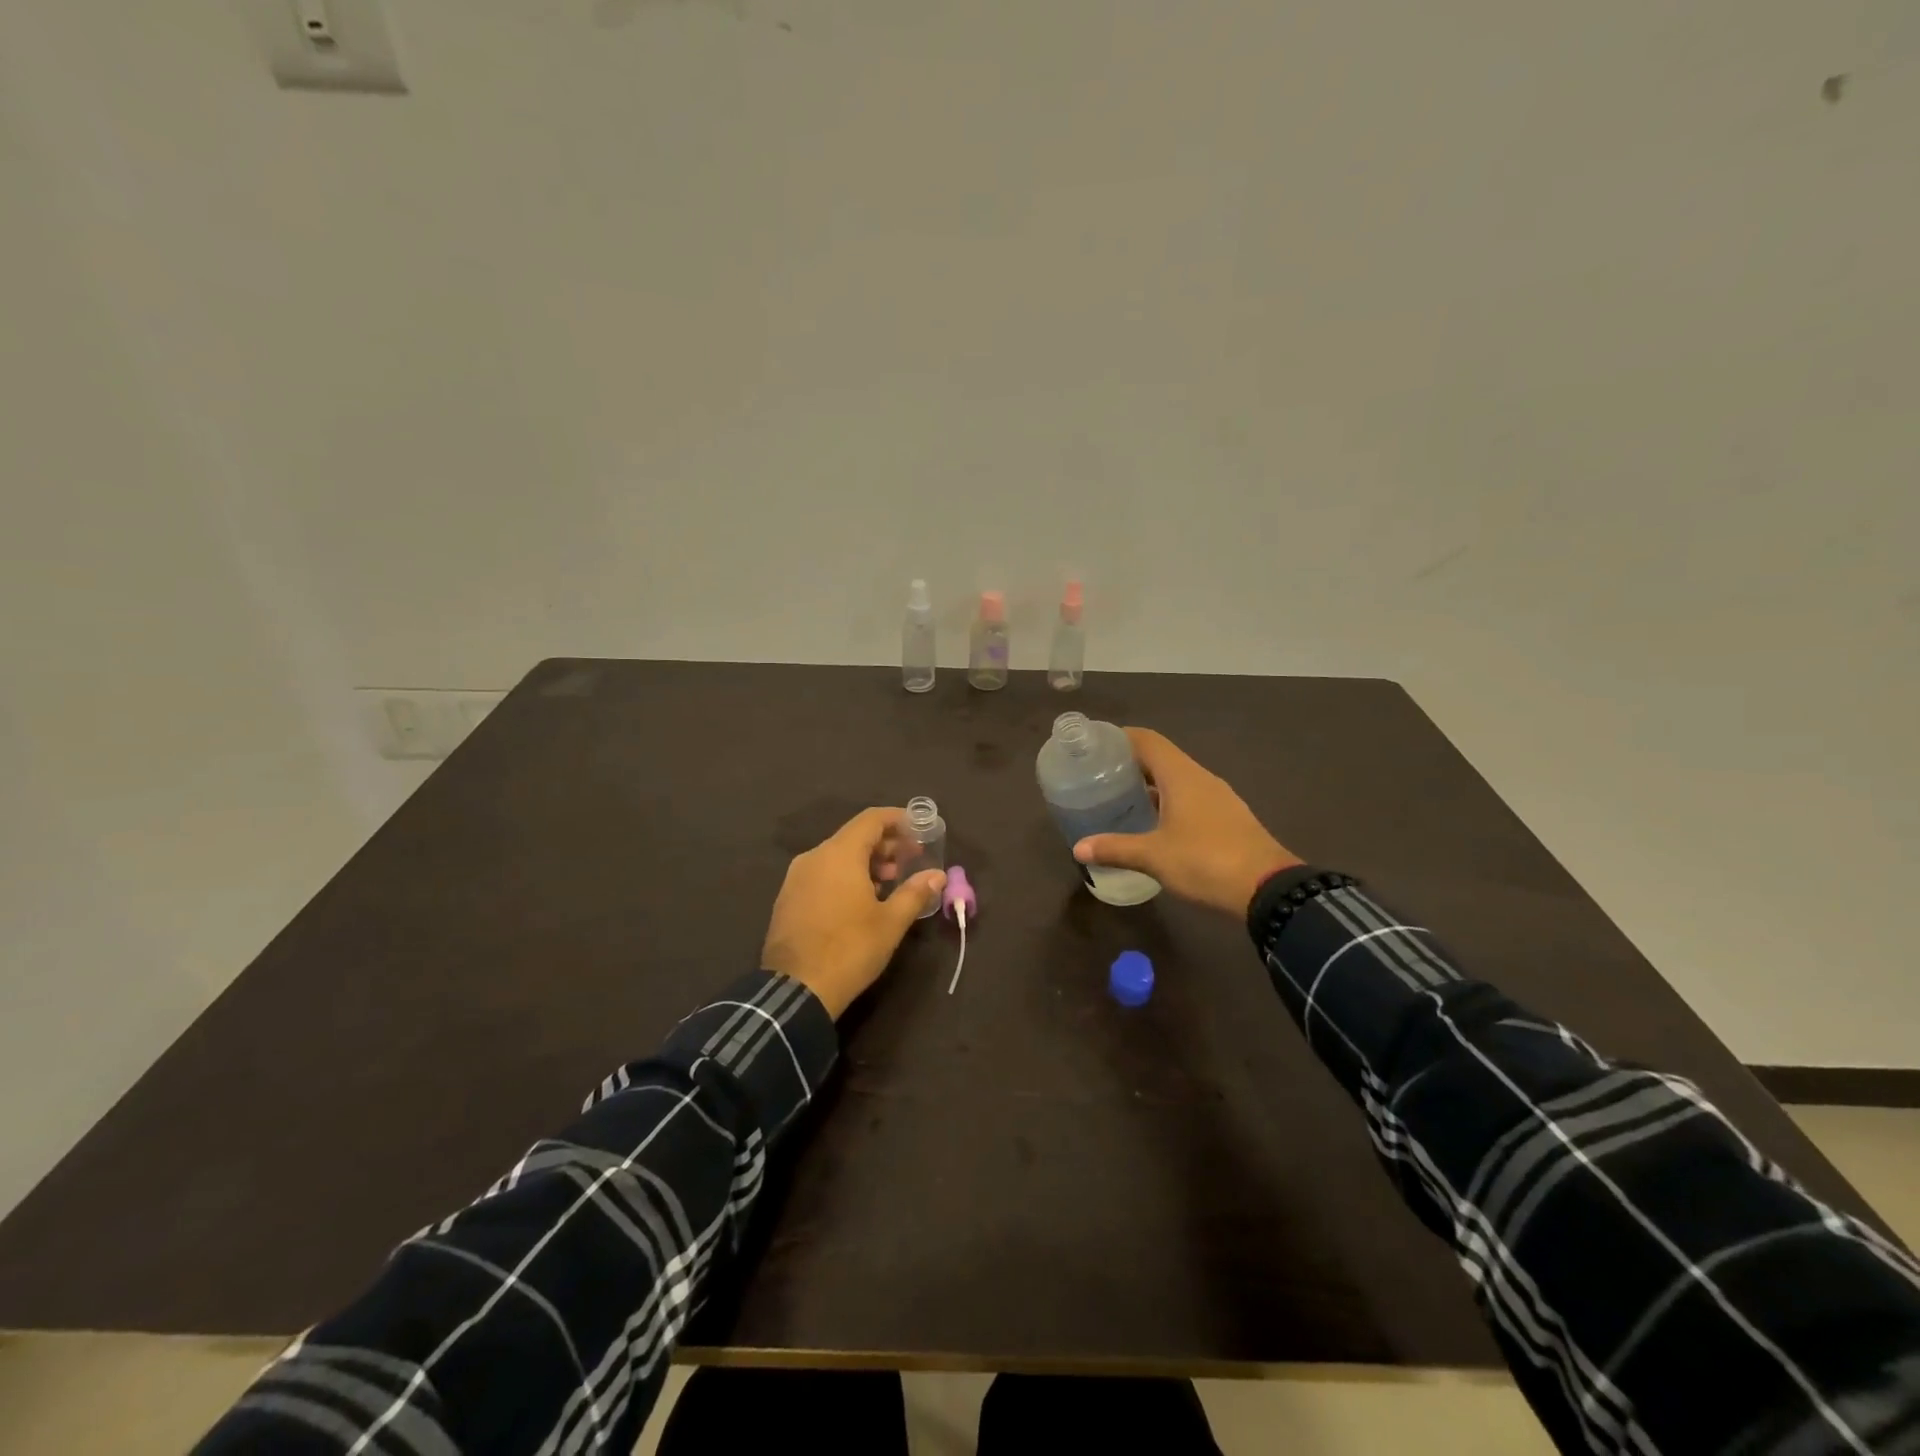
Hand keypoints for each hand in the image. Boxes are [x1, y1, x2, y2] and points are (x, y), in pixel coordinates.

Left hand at [762, 807, 945, 1018]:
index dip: (898, 819)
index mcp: (839, 854)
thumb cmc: (850, 949)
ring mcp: (796, 878)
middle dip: (886, 844)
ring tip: (890, 882)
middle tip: (911, 860)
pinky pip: (822, 873)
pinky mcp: (788, 898)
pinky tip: (861, 900)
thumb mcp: (890, 922)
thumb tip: (938, 875)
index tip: (919, 829)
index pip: (871, 819)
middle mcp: (814, 857)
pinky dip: (845, 876)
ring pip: (837, 856)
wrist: (795, 990)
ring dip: (866, 862)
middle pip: (854, 836)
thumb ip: (915, 892)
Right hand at [1074, 729, 1301, 917]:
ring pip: (1177, 779)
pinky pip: (1190, 798)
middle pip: (1161, 757)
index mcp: (1182, 775)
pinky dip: (1167, 801)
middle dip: (1130, 763)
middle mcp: (1201, 778)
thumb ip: (1115, 848)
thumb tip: (1078, 848)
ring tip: (1121, 798)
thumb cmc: (1206, 861)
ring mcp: (1218, 798)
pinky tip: (1153, 823)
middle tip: (1099, 776)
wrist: (1269, 889)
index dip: (1121, 737)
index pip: (1148, 740)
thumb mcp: (1154, 856)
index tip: (1095, 745)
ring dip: (1150, 784)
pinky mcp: (1228, 818)